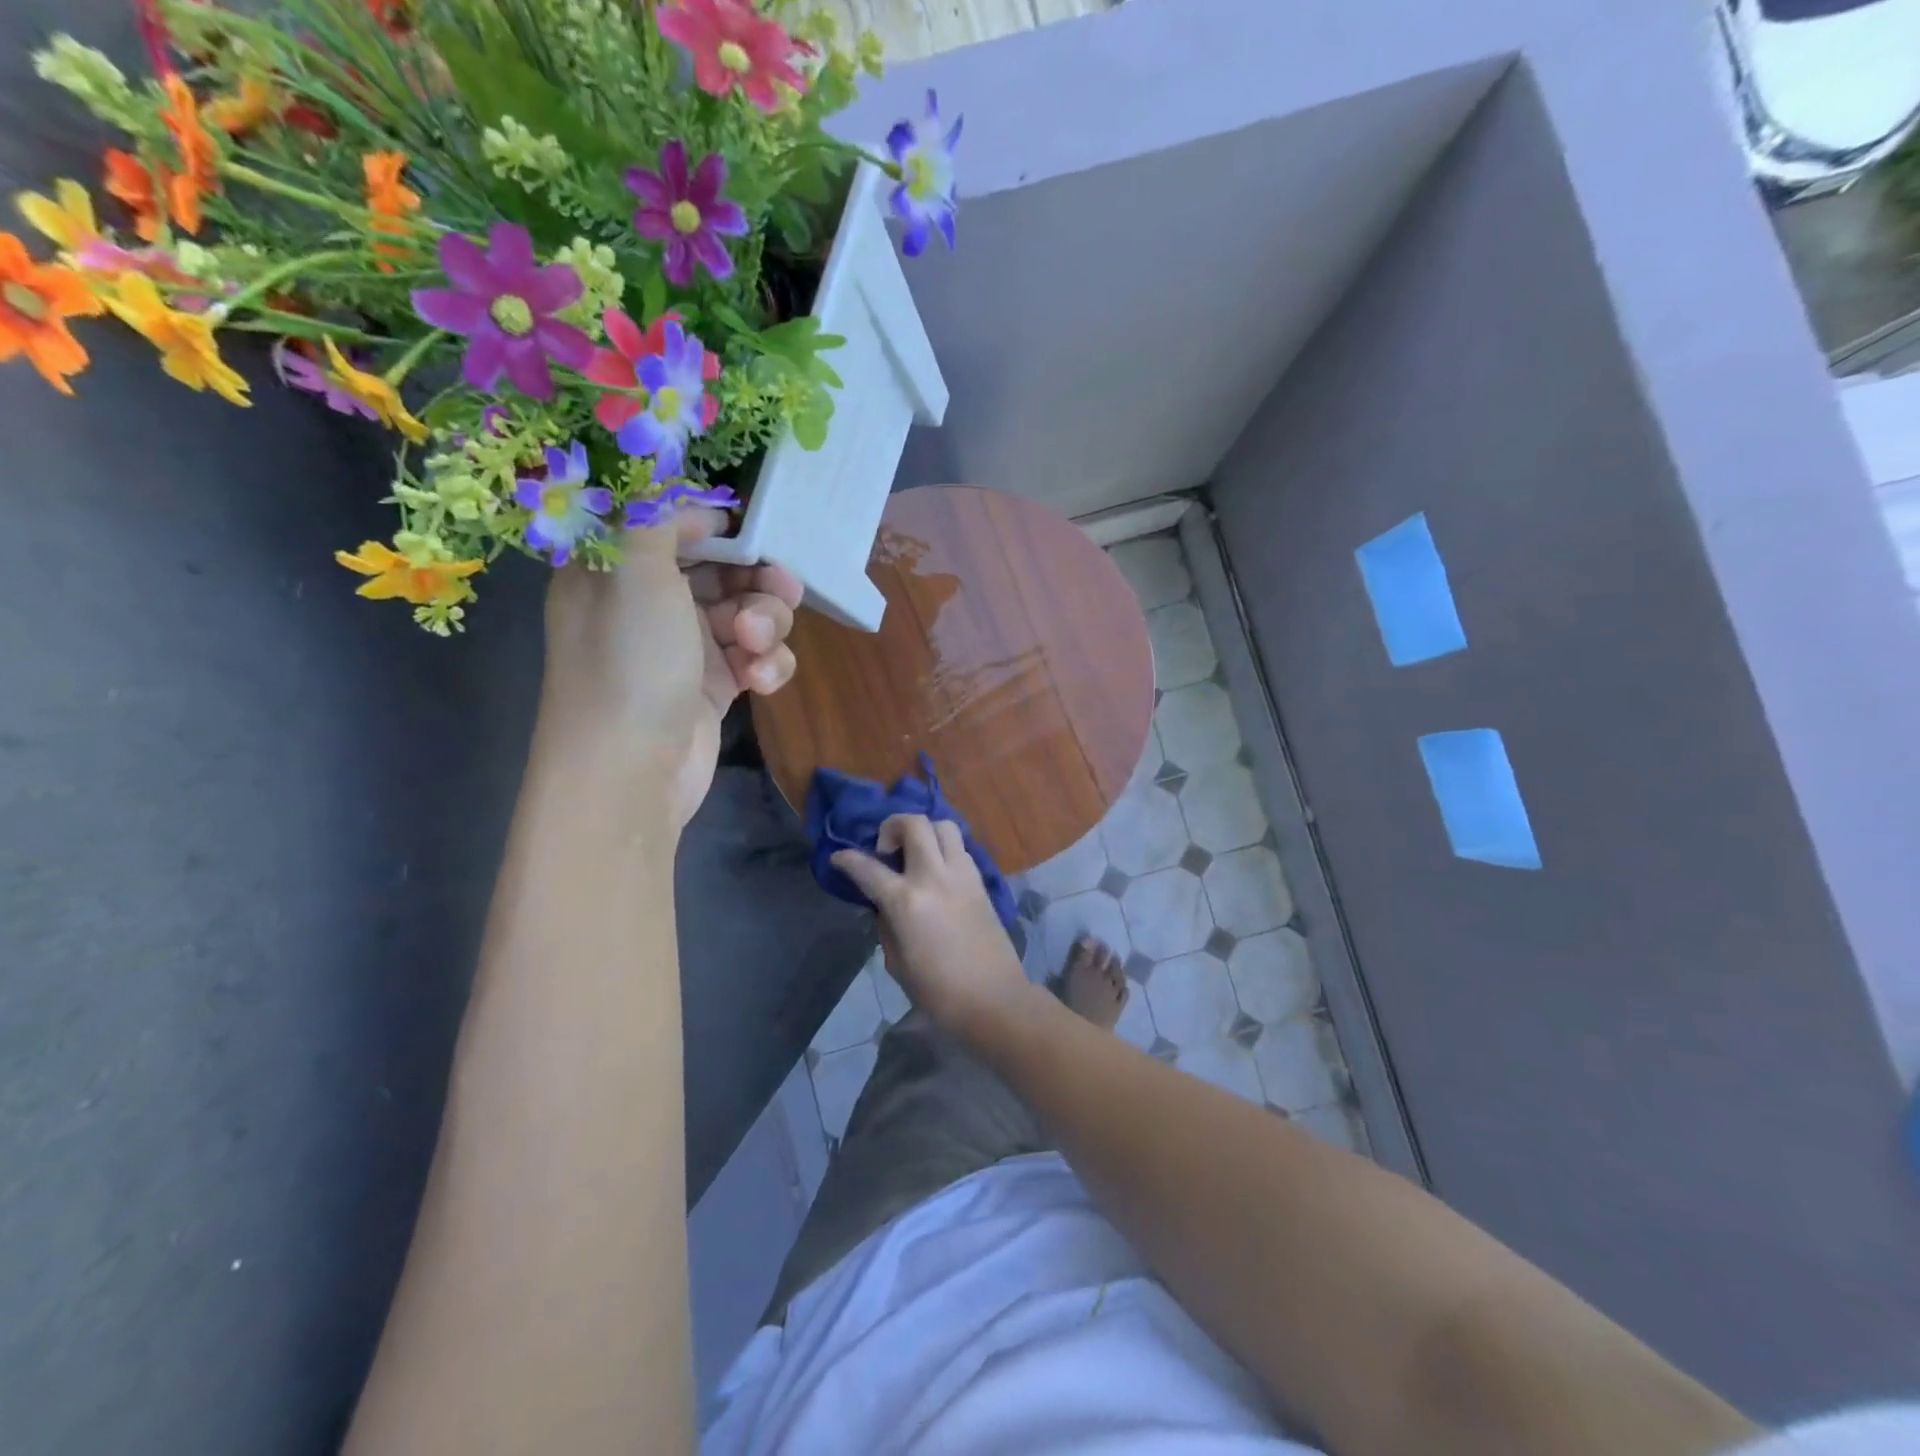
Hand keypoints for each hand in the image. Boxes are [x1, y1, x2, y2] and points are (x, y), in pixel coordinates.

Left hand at [540, 508, 802, 827]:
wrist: (630, 773)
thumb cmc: (630, 662)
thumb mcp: (636, 570)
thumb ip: (657, 514)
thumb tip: (682, 491)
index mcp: (617, 570)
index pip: (671, 526)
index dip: (713, 525)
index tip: (749, 532)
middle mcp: (649, 605)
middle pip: (721, 571)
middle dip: (757, 579)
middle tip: (782, 588)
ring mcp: (684, 649)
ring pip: (746, 614)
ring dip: (767, 625)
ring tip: (758, 646)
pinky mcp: (713, 689)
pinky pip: (753, 658)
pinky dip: (766, 665)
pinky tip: (761, 681)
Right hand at [831, 815, 1033, 1042]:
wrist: (994, 998)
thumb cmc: (938, 992)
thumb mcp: (897, 962)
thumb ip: (887, 925)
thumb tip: (885, 905)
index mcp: (907, 902)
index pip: (868, 868)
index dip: (847, 859)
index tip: (839, 857)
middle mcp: (934, 876)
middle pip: (914, 823)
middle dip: (891, 826)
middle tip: (885, 850)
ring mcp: (962, 874)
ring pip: (943, 825)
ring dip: (923, 831)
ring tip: (914, 853)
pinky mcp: (981, 880)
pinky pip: (959, 847)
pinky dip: (943, 848)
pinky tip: (937, 871)